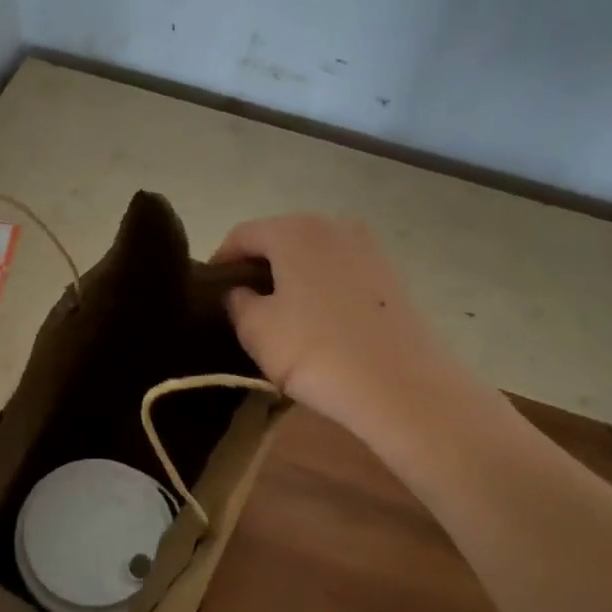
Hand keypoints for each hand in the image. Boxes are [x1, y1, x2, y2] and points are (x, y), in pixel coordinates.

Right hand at [213, 214, 462, 445]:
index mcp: (294, 230)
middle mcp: (333, 225)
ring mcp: (369, 248)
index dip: (221, 261)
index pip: (242, 235)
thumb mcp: (256, 330)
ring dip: (293, 277)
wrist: (402, 386)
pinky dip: (324, 288)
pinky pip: (343, 273)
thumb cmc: (315, 351)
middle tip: (243, 302)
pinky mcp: (392, 276)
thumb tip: (240, 291)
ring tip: (282, 314)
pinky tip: (320, 321)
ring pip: (314, 256)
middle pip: (281, 239)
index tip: (210, 289)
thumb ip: (237, 301)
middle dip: (259, 266)